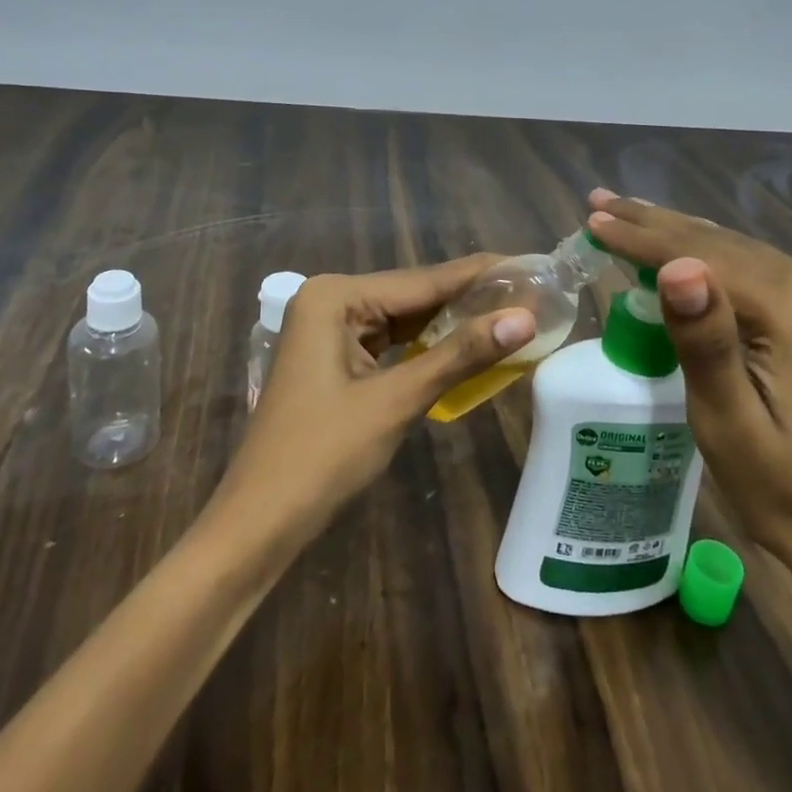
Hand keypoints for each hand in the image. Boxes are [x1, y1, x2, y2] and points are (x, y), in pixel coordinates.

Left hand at [216, 255, 536, 541]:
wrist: (260, 523)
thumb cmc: (323, 456)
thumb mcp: (397, 400)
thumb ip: (460, 354)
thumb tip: (525, 318)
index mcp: (336, 296)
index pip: (424, 280)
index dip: (481, 276)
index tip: (531, 267)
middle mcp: (332, 300)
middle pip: (415, 295)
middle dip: (470, 300)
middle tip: (532, 295)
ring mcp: (330, 330)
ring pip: (405, 320)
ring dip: (452, 323)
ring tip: (512, 314)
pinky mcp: (336, 358)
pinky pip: (392, 342)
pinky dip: (428, 347)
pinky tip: (468, 344)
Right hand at [584, 191, 791, 581]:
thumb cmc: (785, 491)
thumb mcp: (728, 424)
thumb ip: (704, 341)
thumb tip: (677, 266)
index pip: (702, 256)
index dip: (640, 238)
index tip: (592, 220)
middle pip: (722, 243)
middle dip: (654, 224)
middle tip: (600, 203)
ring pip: (740, 250)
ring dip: (681, 236)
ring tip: (629, 215)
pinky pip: (760, 267)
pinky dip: (715, 257)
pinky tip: (684, 250)